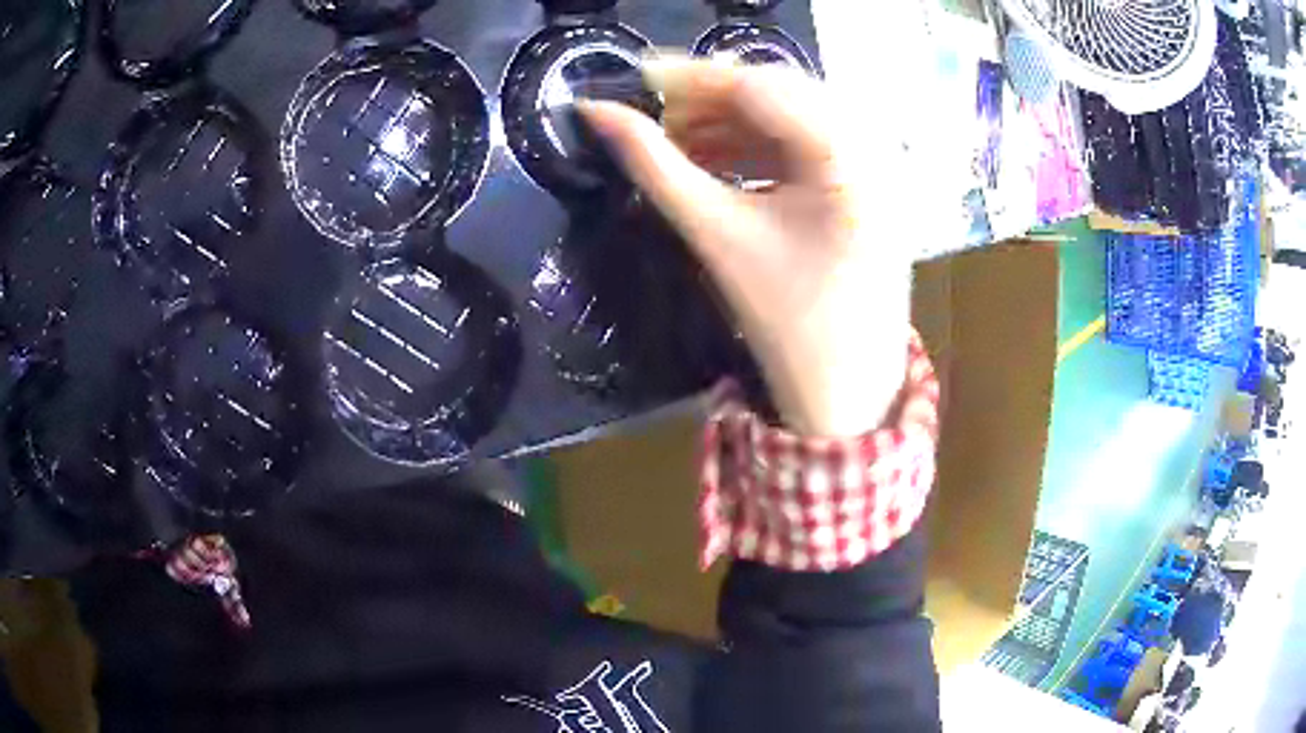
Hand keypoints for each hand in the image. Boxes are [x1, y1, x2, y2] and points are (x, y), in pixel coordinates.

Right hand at [580, 57, 913, 436]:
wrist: (844, 386)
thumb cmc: (784, 322)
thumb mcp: (715, 235)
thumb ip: (653, 166)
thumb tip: (595, 113)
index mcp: (848, 160)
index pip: (763, 88)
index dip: (695, 78)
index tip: (638, 76)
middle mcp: (873, 148)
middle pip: (781, 92)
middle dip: (712, 99)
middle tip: (656, 114)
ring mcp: (877, 163)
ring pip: (792, 113)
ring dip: (731, 121)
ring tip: (679, 141)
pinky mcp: (868, 181)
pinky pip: (807, 140)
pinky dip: (759, 143)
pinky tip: (718, 157)